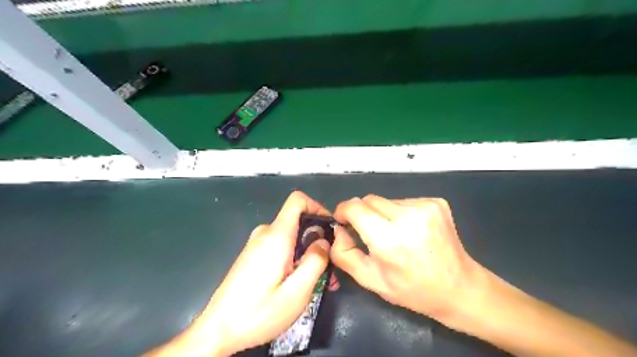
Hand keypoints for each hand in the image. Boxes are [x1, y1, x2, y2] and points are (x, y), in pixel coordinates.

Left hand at [145, 193, 337, 356]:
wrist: (218, 330)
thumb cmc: (258, 313)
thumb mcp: (297, 292)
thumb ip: (315, 262)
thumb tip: (324, 241)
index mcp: (276, 236)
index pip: (297, 201)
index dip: (317, 207)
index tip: (330, 228)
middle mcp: (265, 233)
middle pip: (297, 221)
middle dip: (317, 239)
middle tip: (330, 267)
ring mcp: (257, 244)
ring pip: (291, 237)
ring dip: (307, 253)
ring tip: (319, 281)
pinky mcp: (253, 255)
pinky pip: (280, 247)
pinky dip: (294, 258)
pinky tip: (299, 282)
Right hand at [331, 195, 485, 320]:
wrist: (460, 288)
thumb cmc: (412, 289)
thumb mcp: (371, 280)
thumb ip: (344, 254)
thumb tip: (337, 230)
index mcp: (389, 239)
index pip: (355, 207)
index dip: (343, 211)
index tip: (343, 221)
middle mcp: (408, 216)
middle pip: (369, 200)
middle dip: (362, 213)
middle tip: (369, 233)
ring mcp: (425, 206)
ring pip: (386, 200)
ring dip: (382, 214)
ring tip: (395, 234)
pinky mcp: (436, 202)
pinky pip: (404, 201)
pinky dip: (400, 213)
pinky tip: (410, 230)